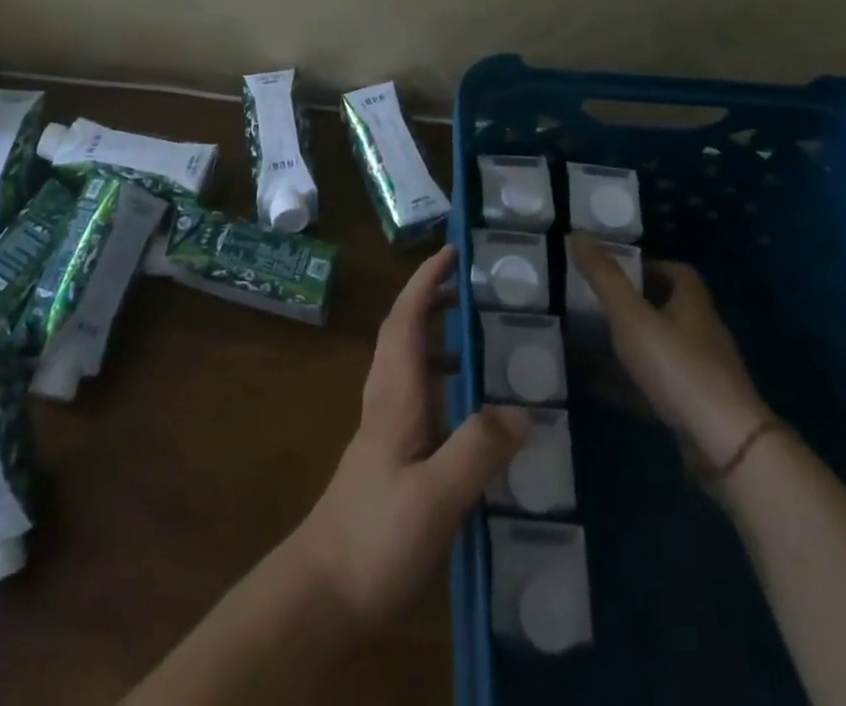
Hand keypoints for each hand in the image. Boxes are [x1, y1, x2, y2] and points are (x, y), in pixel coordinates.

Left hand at [292, 245, 529, 629]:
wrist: (322, 592)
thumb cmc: (375, 537)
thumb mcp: (435, 497)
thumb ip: (477, 450)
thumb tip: (523, 409)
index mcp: (394, 395)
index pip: (406, 319)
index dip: (426, 281)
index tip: (451, 252)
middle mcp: (385, 401)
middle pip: (403, 332)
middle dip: (431, 300)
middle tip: (472, 288)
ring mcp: (383, 429)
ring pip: (407, 363)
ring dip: (436, 339)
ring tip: (480, 343)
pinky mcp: (387, 457)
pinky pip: (415, 397)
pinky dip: (439, 382)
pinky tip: (468, 413)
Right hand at [568, 235, 771, 476]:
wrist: (725, 445)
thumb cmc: (678, 367)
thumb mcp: (632, 316)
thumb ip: (604, 277)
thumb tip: (577, 233)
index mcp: (693, 304)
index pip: (678, 273)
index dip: (649, 267)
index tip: (616, 272)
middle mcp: (702, 334)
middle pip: (669, 310)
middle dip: (634, 306)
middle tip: (594, 306)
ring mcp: (703, 374)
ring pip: (662, 350)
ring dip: (630, 346)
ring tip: (589, 345)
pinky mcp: (696, 409)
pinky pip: (658, 387)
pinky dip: (630, 384)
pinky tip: (601, 389)